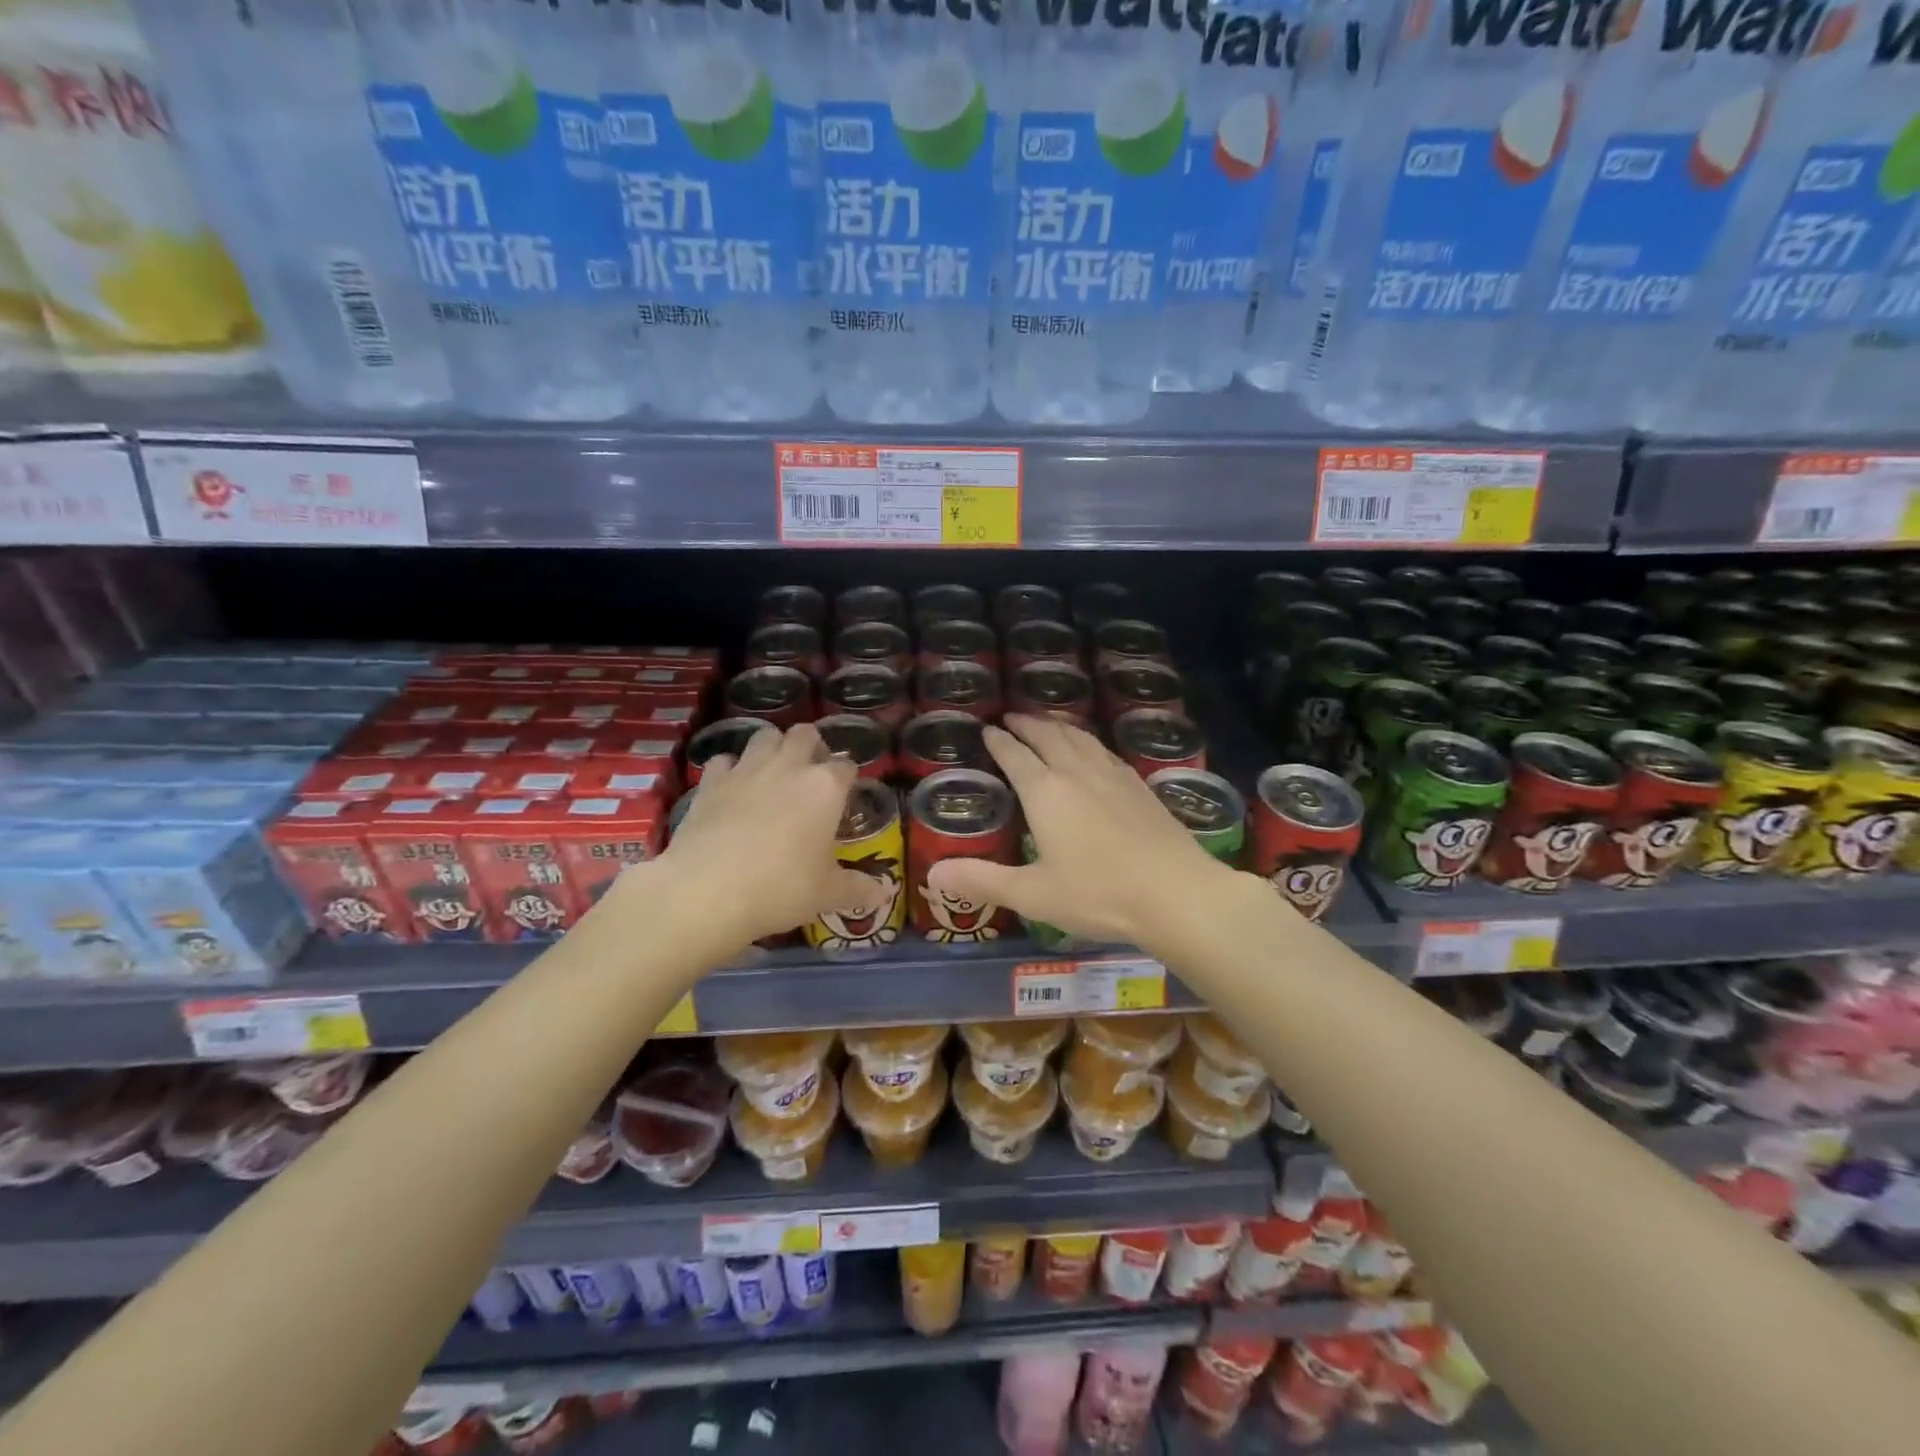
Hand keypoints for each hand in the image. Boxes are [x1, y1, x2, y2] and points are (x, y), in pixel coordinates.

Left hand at [655, 724, 879, 952]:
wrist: (707, 891)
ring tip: (774, 774)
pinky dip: (731, 769)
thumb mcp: (827, 894)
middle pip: (805, 734)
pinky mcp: (711, 781)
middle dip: (812, 746)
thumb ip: (858, 888)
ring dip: (773, 747)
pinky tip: (732, 789)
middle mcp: (789, 766)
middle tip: (811, 774)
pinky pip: (725, 761)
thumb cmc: (781, 887)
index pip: (846, 766)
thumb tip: (884, 894)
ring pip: (764, 736)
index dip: (848, 778)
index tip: (846, 796)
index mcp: (825, 787)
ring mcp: (746, 769)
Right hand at [926, 714, 1240, 949]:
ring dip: (1059, 727)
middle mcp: (1078, 773)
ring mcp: (1114, 776)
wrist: (1176, 893)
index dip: (999, 741)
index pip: (1015, 756)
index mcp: (1046, 792)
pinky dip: (1088, 742)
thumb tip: (932, 875)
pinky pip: (1105, 751)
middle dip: (1027, 724)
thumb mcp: (1033, 894)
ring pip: (1081, 739)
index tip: (987, 730)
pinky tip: (1094, 753)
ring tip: (1048, 724)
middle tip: (1012, 717)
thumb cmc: (1098, 894)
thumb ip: (982, 881)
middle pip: (1049, 736)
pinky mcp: (1141, 786)